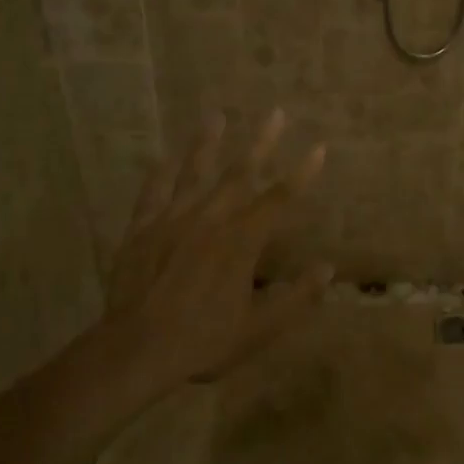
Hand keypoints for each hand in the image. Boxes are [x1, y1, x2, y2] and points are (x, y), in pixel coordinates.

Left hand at [102, 109, 330, 387]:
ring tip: (217, 115)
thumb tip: (327, 268)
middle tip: (276, 113)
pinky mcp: (142, 229)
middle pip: (240, 174)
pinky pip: (154, 192)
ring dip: (208, 143)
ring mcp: (173, 220)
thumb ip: (296, 297)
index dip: (302, 173)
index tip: (318, 148)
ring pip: (194, 172)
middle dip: (262, 142)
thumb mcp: (259, 328)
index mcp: (242, 241)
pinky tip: (166, 155)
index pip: (279, 199)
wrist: (136, 350)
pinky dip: (162, 172)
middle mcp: (210, 220)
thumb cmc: (204, 340)